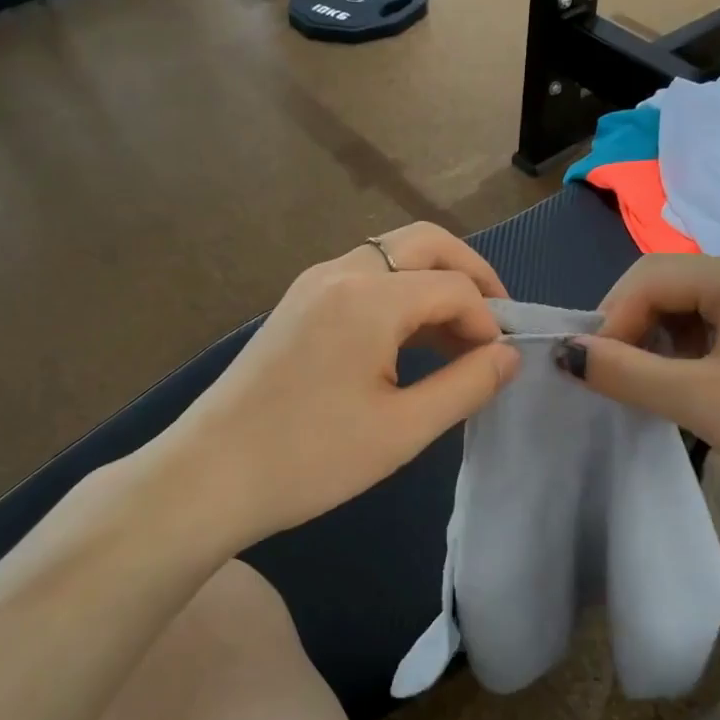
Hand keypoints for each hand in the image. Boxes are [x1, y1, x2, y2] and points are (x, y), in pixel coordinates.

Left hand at [166, 224, 520, 543]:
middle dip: (470, 274)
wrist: (209, 476)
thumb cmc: (311, 458)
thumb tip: (509, 355)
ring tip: (458, 337)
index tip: (497, 365)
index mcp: (368, 297)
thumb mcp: (402, 429)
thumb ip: (466, 385)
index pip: (454, 287)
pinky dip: (400, 293)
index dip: (488, 321)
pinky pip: (364, 277)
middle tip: (494, 321)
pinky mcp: (298, 304)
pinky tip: (411, 339)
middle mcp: (340, 272)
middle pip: (426, 243)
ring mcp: (313, 284)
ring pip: (393, 255)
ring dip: (434, 282)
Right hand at [559, 254, 719, 518]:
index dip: (612, 319)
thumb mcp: (698, 399)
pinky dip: (682, 353)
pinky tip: (679, 386)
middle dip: (630, 328)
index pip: (649, 277)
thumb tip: (562, 352)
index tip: (594, 370)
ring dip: (654, 342)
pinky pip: (710, 329)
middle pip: (666, 286)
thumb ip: (625, 371)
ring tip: (643, 386)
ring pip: (685, 309)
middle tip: (612, 377)